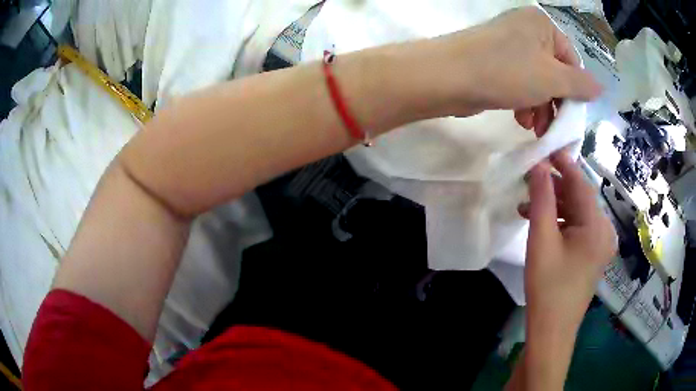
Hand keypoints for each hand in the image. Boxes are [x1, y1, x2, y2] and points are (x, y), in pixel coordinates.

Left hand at [424, 7, 601, 133]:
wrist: (449, 76)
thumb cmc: (507, 72)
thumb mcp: (553, 79)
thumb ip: (580, 85)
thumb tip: (600, 87)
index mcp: (543, 24)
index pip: (573, 62)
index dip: (575, 93)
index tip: (570, 118)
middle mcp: (526, 29)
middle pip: (556, 73)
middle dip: (555, 104)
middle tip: (551, 128)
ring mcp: (509, 45)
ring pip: (538, 81)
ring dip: (540, 107)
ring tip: (533, 126)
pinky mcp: (495, 61)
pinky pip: (520, 83)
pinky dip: (524, 102)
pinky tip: (520, 118)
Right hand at [520, 152, 616, 334]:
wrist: (552, 331)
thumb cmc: (548, 287)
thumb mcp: (541, 240)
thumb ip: (542, 198)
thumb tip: (540, 164)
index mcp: (598, 226)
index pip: (580, 183)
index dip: (563, 163)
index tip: (545, 147)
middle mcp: (605, 231)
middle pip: (580, 198)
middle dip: (555, 187)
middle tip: (530, 180)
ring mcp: (601, 245)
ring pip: (578, 213)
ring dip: (555, 206)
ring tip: (529, 207)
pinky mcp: (593, 255)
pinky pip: (578, 229)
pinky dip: (561, 222)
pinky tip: (542, 226)